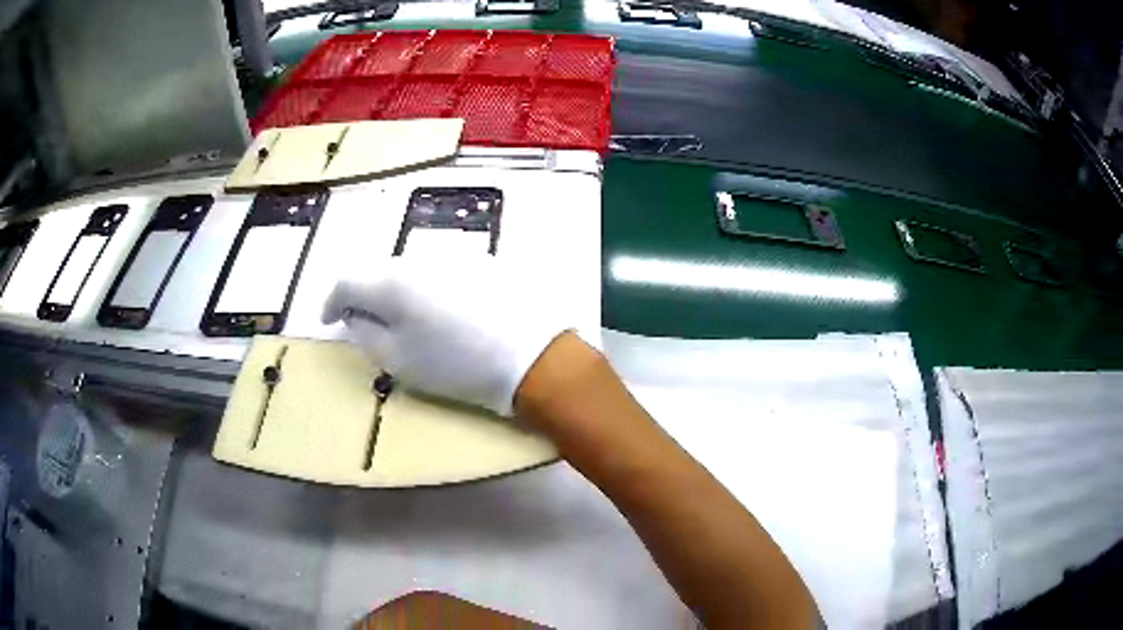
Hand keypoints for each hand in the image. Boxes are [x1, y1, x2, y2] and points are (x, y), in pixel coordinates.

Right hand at [322, 258, 572, 416]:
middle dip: (365, 296)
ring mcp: (452, 255)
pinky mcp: (480, 261)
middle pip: (377, 272)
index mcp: (391, 282)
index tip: (329, 320)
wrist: (533, 354)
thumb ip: (365, 334)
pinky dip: (427, 288)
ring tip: (404, 320)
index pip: (345, 282)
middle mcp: (418, 257)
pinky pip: (439, 271)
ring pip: (409, 270)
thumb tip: (353, 316)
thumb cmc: (458, 365)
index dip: (331, 302)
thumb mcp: (399, 361)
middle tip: (364, 322)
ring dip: (397, 291)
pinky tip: (441, 311)